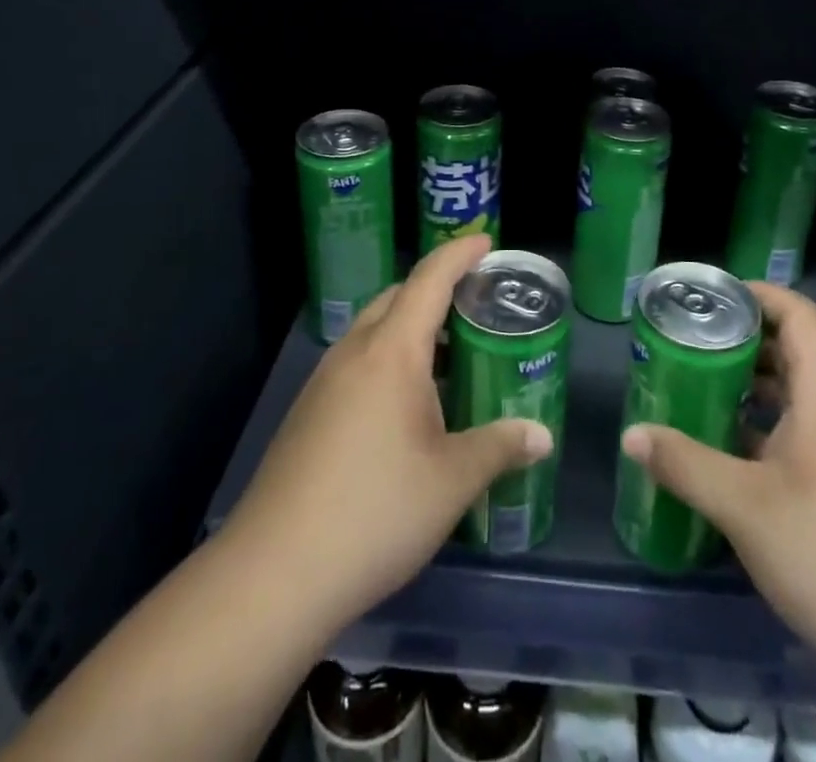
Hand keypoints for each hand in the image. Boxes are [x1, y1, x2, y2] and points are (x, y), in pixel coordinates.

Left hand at [219, 234, 553, 638]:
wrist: (273, 573)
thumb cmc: (375, 511)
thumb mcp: (452, 481)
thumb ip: (500, 448)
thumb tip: (542, 436)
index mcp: (391, 351)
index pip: (429, 279)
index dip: (459, 254)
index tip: (486, 242)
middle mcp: (354, 352)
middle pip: (397, 298)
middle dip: (436, 289)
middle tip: (475, 305)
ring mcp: (324, 382)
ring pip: (373, 331)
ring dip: (410, 328)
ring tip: (448, 356)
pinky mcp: (307, 413)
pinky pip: (357, 363)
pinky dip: (388, 360)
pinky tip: (407, 407)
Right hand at [619, 282, 815, 668]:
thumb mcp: (745, 506)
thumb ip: (684, 464)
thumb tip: (632, 435)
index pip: (801, 315)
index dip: (760, 293)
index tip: (713, 296)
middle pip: (796, 350)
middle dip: (744, 338)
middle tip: (691, 340)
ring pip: (798, 393)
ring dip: (752, 383)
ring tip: (700, 385)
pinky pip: (803, 430)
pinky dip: (765, 423)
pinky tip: (729, 448)